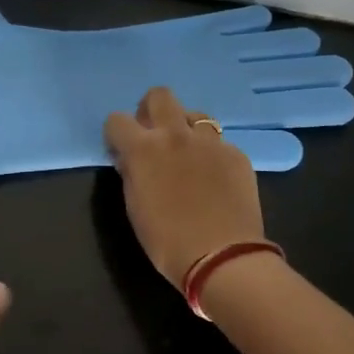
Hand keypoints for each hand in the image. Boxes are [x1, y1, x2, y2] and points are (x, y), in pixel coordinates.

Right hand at [104, 87, 265, 288]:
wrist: (222, 257)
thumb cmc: (166, 240)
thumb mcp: (134, 207)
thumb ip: (131, 174)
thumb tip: (130, 159)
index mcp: (143, 149)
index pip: (117, 120)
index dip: (116, 134)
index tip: (121, 150)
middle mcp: (176, 135)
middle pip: (159, 96)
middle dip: (151, 110)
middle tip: (153, 136)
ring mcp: (210, 142)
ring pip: (194, 114)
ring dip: (185, 128)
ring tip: (187, 155)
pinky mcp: (236, 154)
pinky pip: (219, 142)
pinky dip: (210, 153)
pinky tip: (213, 178)